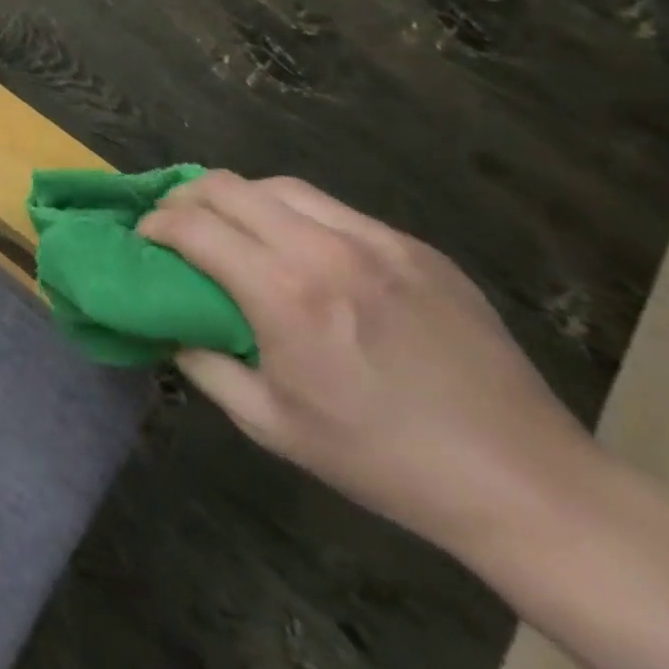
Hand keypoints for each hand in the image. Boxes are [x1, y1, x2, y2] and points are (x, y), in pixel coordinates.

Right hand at [138, 172, 594, 555]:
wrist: (525, 482)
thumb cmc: (382, 459)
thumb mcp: (270, 424)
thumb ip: (203, 364)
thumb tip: (169, 325)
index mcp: (284, 294)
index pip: (192, 226)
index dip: (154, 224)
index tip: (143, 239)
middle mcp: (324, 250)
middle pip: (228, 186)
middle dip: (186, 197)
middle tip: (176, 224)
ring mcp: (378, 242)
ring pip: (280, 186)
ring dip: (239, 198)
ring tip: (232, 227)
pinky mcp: (416, 249)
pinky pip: (334, 210)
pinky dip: (295, 215)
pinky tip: (301, 251)